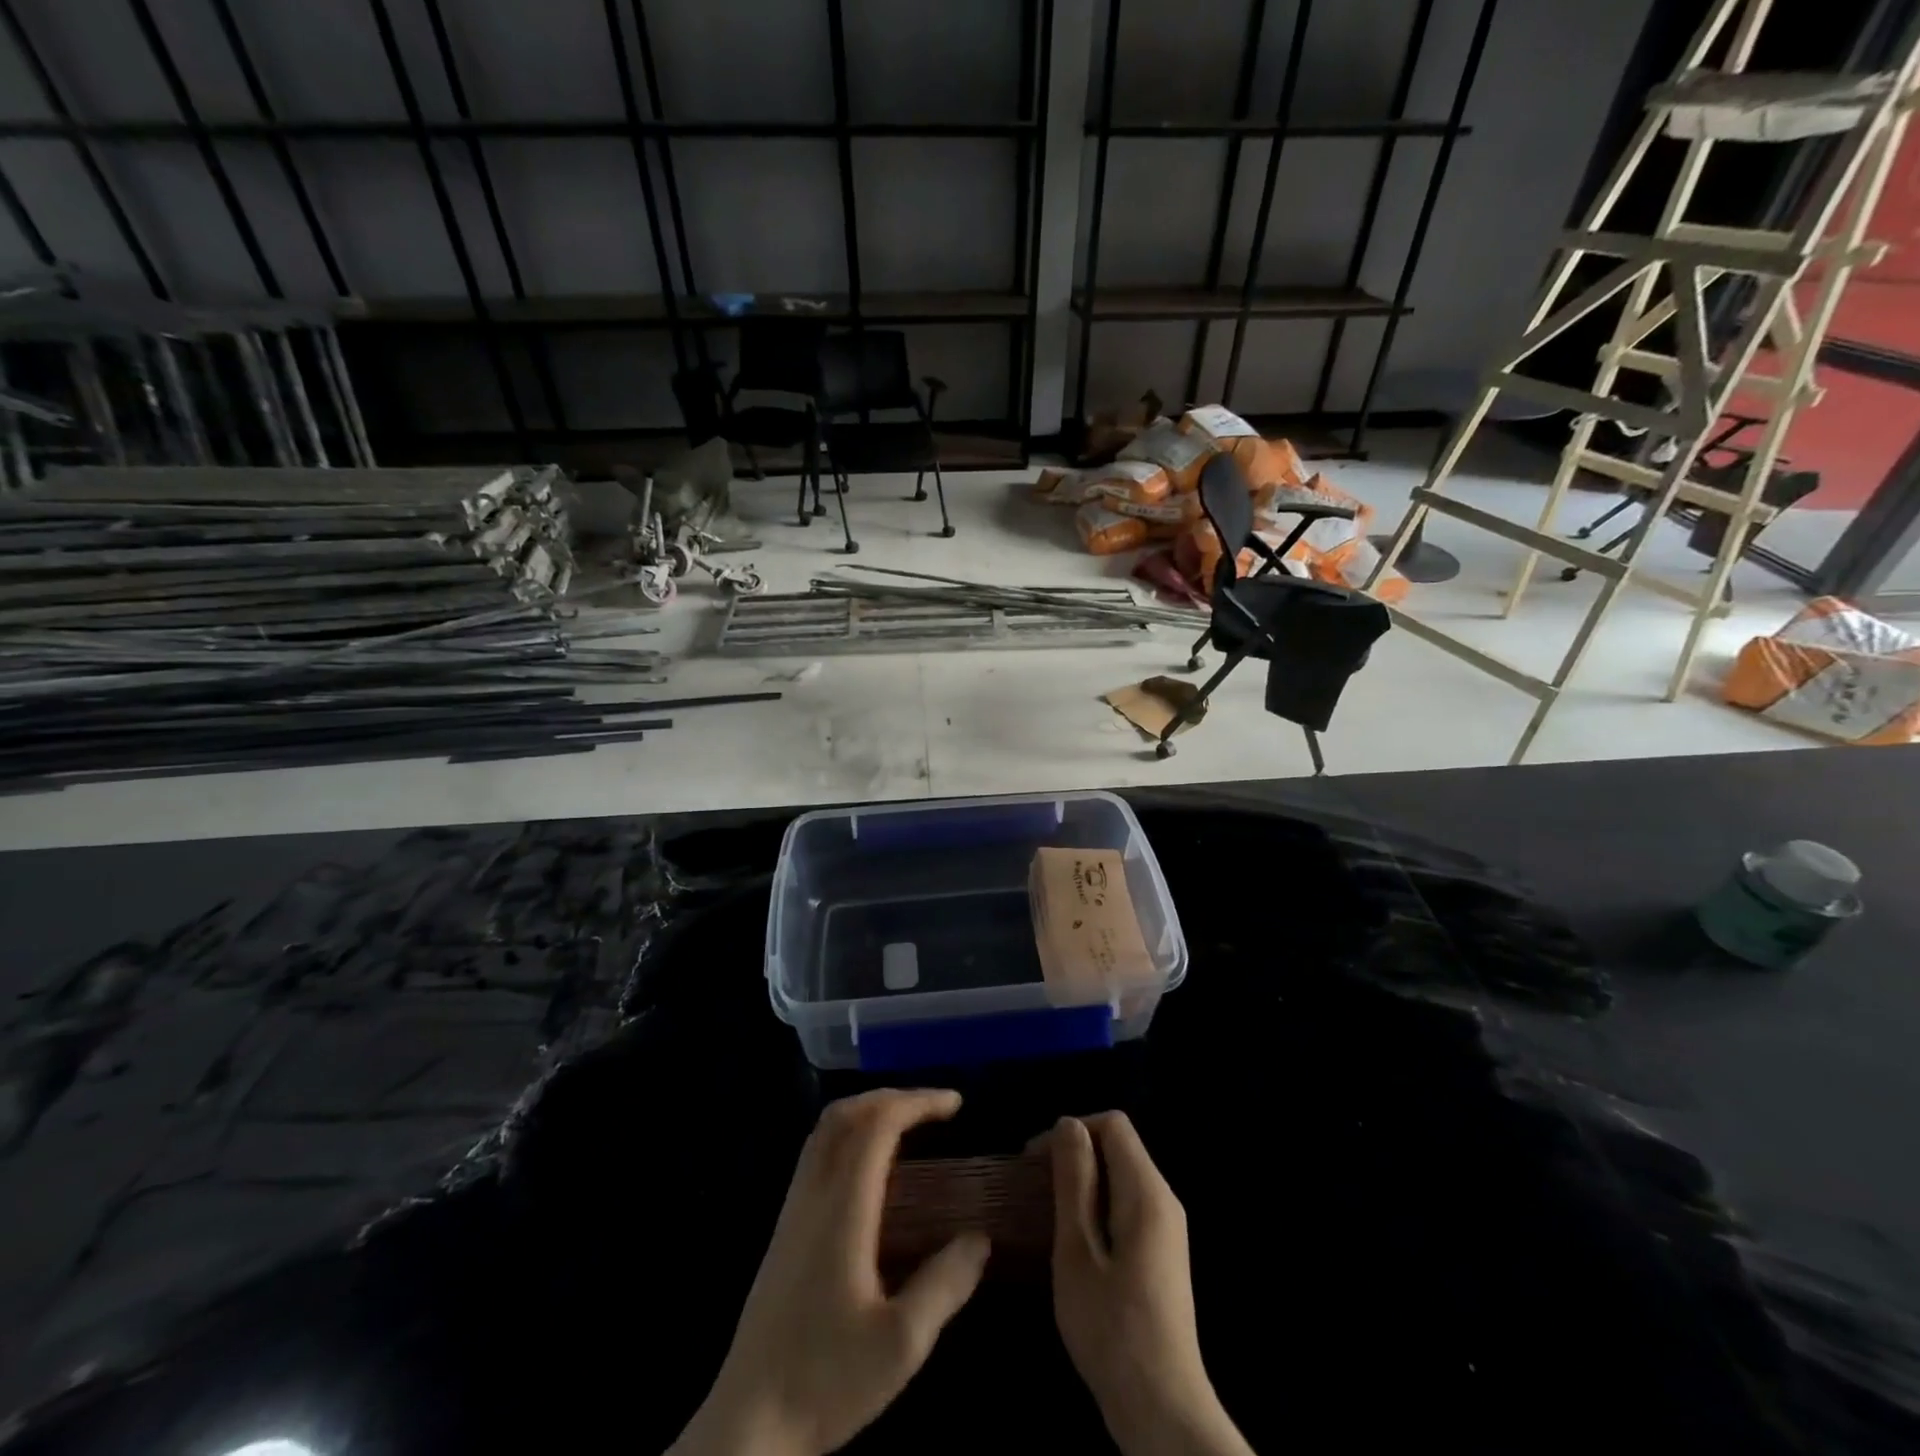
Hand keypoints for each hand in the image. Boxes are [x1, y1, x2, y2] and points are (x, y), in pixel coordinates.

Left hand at [671, 1089, 989, 1455]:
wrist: (746, 1425)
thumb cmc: (825, 1381)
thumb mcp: (901, 1344)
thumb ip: (945, 1284)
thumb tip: (980, 1238)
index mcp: (842, 1208)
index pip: (878, 1125)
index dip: (918, 1102)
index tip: (956, 1104)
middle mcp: (813, 1194)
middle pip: (846, 1113)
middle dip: (893, 1097)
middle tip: (934, 1108)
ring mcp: (793, 1208)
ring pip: (825, 1130)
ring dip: (868, 1111)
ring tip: (908, 1125)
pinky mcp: (784, 1227)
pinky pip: (817, 1153)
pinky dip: (850, 1134)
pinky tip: (872, 1169)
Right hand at [1044, 1113, 1252, 1455]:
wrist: (1161, 1409)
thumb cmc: (1112, 1328)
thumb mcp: (1078, 1250)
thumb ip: (1074, 1182)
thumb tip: (1069, 1124)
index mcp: (1147, 1192)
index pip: (1112, 1124)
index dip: (1071, 1130)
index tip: (1034, 1161)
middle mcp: (1164, 1199)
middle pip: (1118, 1146)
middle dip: (1074, 1154)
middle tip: (1033, 1186)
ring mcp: (1166, 1228)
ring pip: (1120, 1175)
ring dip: (1082, 1180)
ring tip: (1046, 1210)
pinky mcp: (1161, 1253)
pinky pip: (1126, 1204)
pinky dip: (1096, 1204)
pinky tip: (1072, 1237)